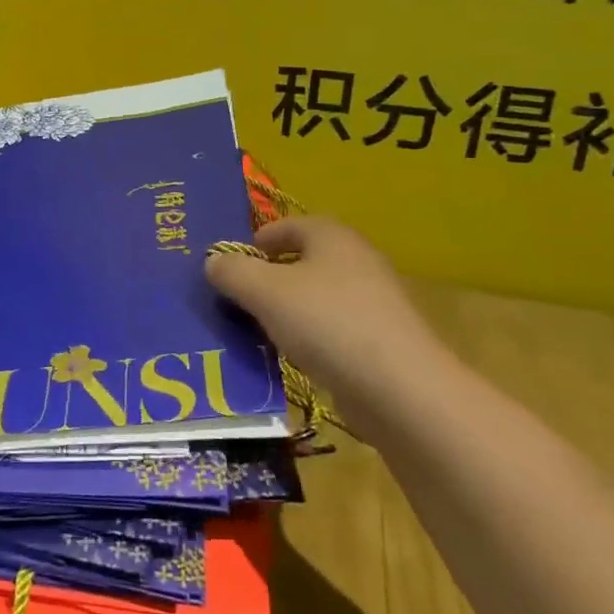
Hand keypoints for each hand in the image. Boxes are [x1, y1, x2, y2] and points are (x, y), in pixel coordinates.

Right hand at [204, 217, 448, 400]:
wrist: (400, 389)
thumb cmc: (327, 323)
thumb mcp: (264, 291)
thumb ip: (232, 271)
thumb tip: (213, 262)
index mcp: (331, 236)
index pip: (285, 225)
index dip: (253, 242)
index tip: (229, 268)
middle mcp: (355, 259)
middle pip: (300, 261)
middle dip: (266, 279)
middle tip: (237, 301)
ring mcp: (372, 301)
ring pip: (315, 297)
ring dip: (285, 311)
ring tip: (257, 333)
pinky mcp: (380, 339)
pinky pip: (331, 329)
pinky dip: (309, 338)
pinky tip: (293, 359)